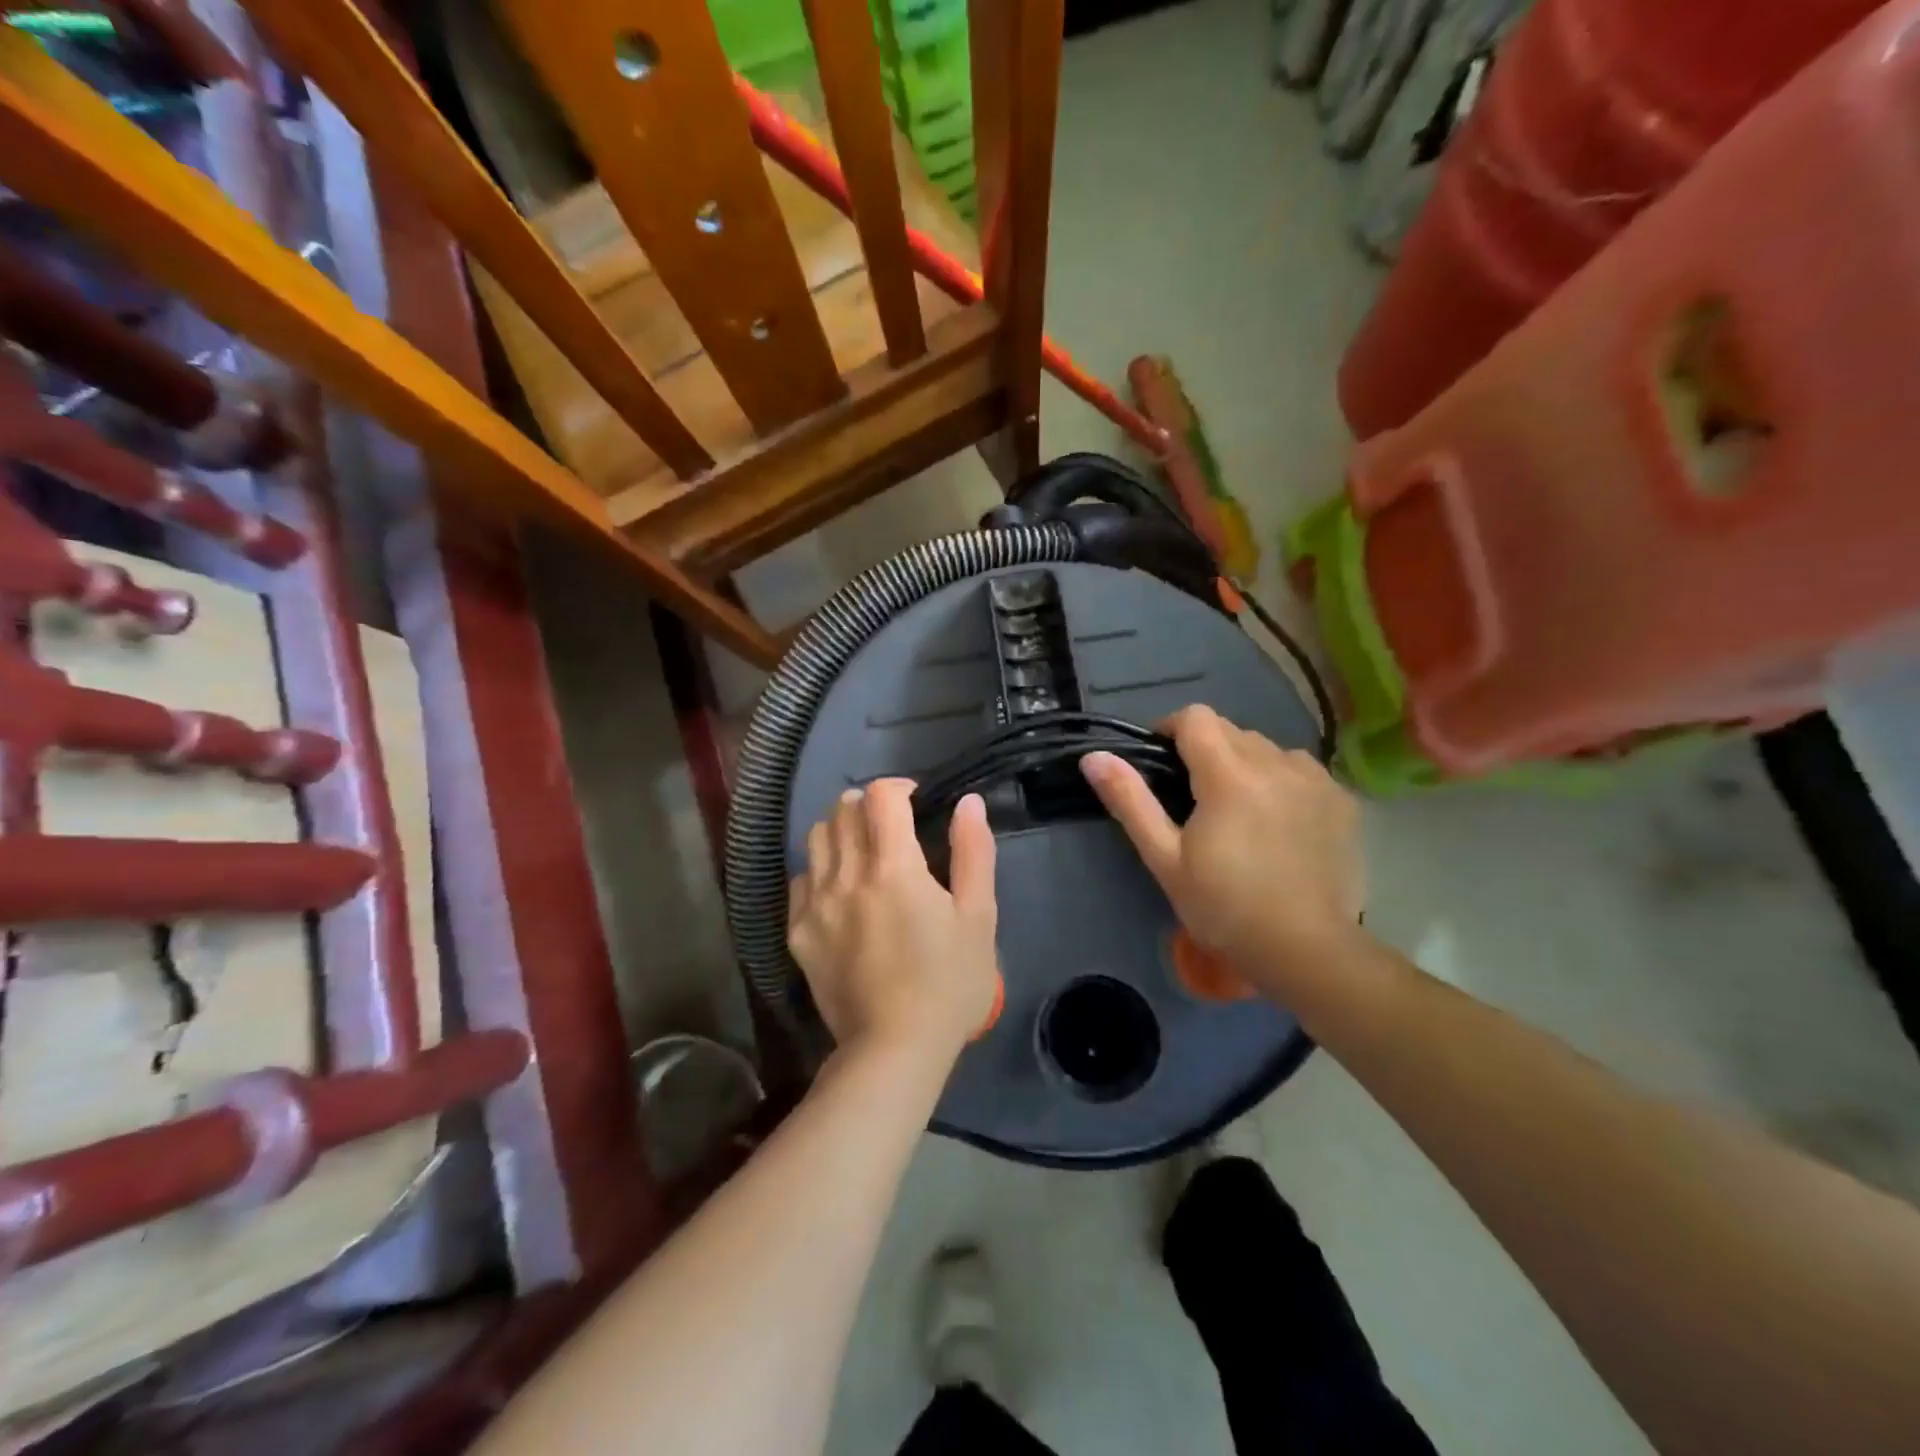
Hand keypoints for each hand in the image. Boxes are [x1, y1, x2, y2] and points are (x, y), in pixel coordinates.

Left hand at [787, 779, 1001, 1060]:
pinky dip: (820, 870)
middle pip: (843, 809)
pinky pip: (800, 878)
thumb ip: (973, 852)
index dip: (899, 787)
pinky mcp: (799, 932)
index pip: (880, 796)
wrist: (894, 1049)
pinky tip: (840, 891)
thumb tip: (968, 802)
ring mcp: (815, 903)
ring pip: (817, 838)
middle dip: (869, 805)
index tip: (916, 802)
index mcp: (893, 867)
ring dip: (841, 830)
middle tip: (893, 827)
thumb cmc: (948, 982)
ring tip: (864, 852)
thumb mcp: (978, 917)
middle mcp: (846, 875)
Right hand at [1080, 705, 1363, 998]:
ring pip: (1269, 749)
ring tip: (1240, 809)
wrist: (1306, 950)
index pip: (1196, 717)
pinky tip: (1280, 822)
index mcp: (1229, 774)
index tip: (1162, 761)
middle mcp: (1276, 763)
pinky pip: (1302, 771)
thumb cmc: (1224, 907)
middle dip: (1207, 750)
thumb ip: (1130, 800)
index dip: (1171, 729)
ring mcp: (1316, 780)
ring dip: (1247, 764)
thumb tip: (1093, 757)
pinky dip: (1283, 782)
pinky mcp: (1342, 801)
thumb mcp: (1165, 857)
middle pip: (1232, 731)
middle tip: (1195, 798)